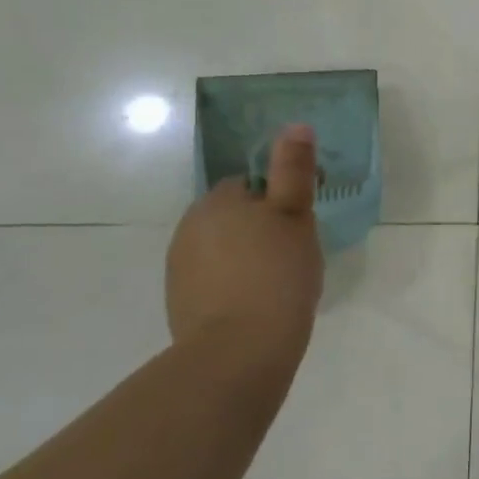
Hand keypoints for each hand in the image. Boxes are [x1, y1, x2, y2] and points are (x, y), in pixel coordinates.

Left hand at [167, 124, 324, 368]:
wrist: (239, 353)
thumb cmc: (276, 274)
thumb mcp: (295, 215)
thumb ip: (293, 170)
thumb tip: (295, 124)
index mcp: (217, 202)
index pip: (250, 186)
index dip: (278, 201)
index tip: (299, 225)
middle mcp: (190, 228)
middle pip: (234, 216)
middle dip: (260, 229)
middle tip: (293, 252)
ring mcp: (179, 268)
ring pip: (223, 249)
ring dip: (246, 257)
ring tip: (278, 282)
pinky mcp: (180, 304)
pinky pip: (213, 281)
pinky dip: (233, 286)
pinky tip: (257, 304)